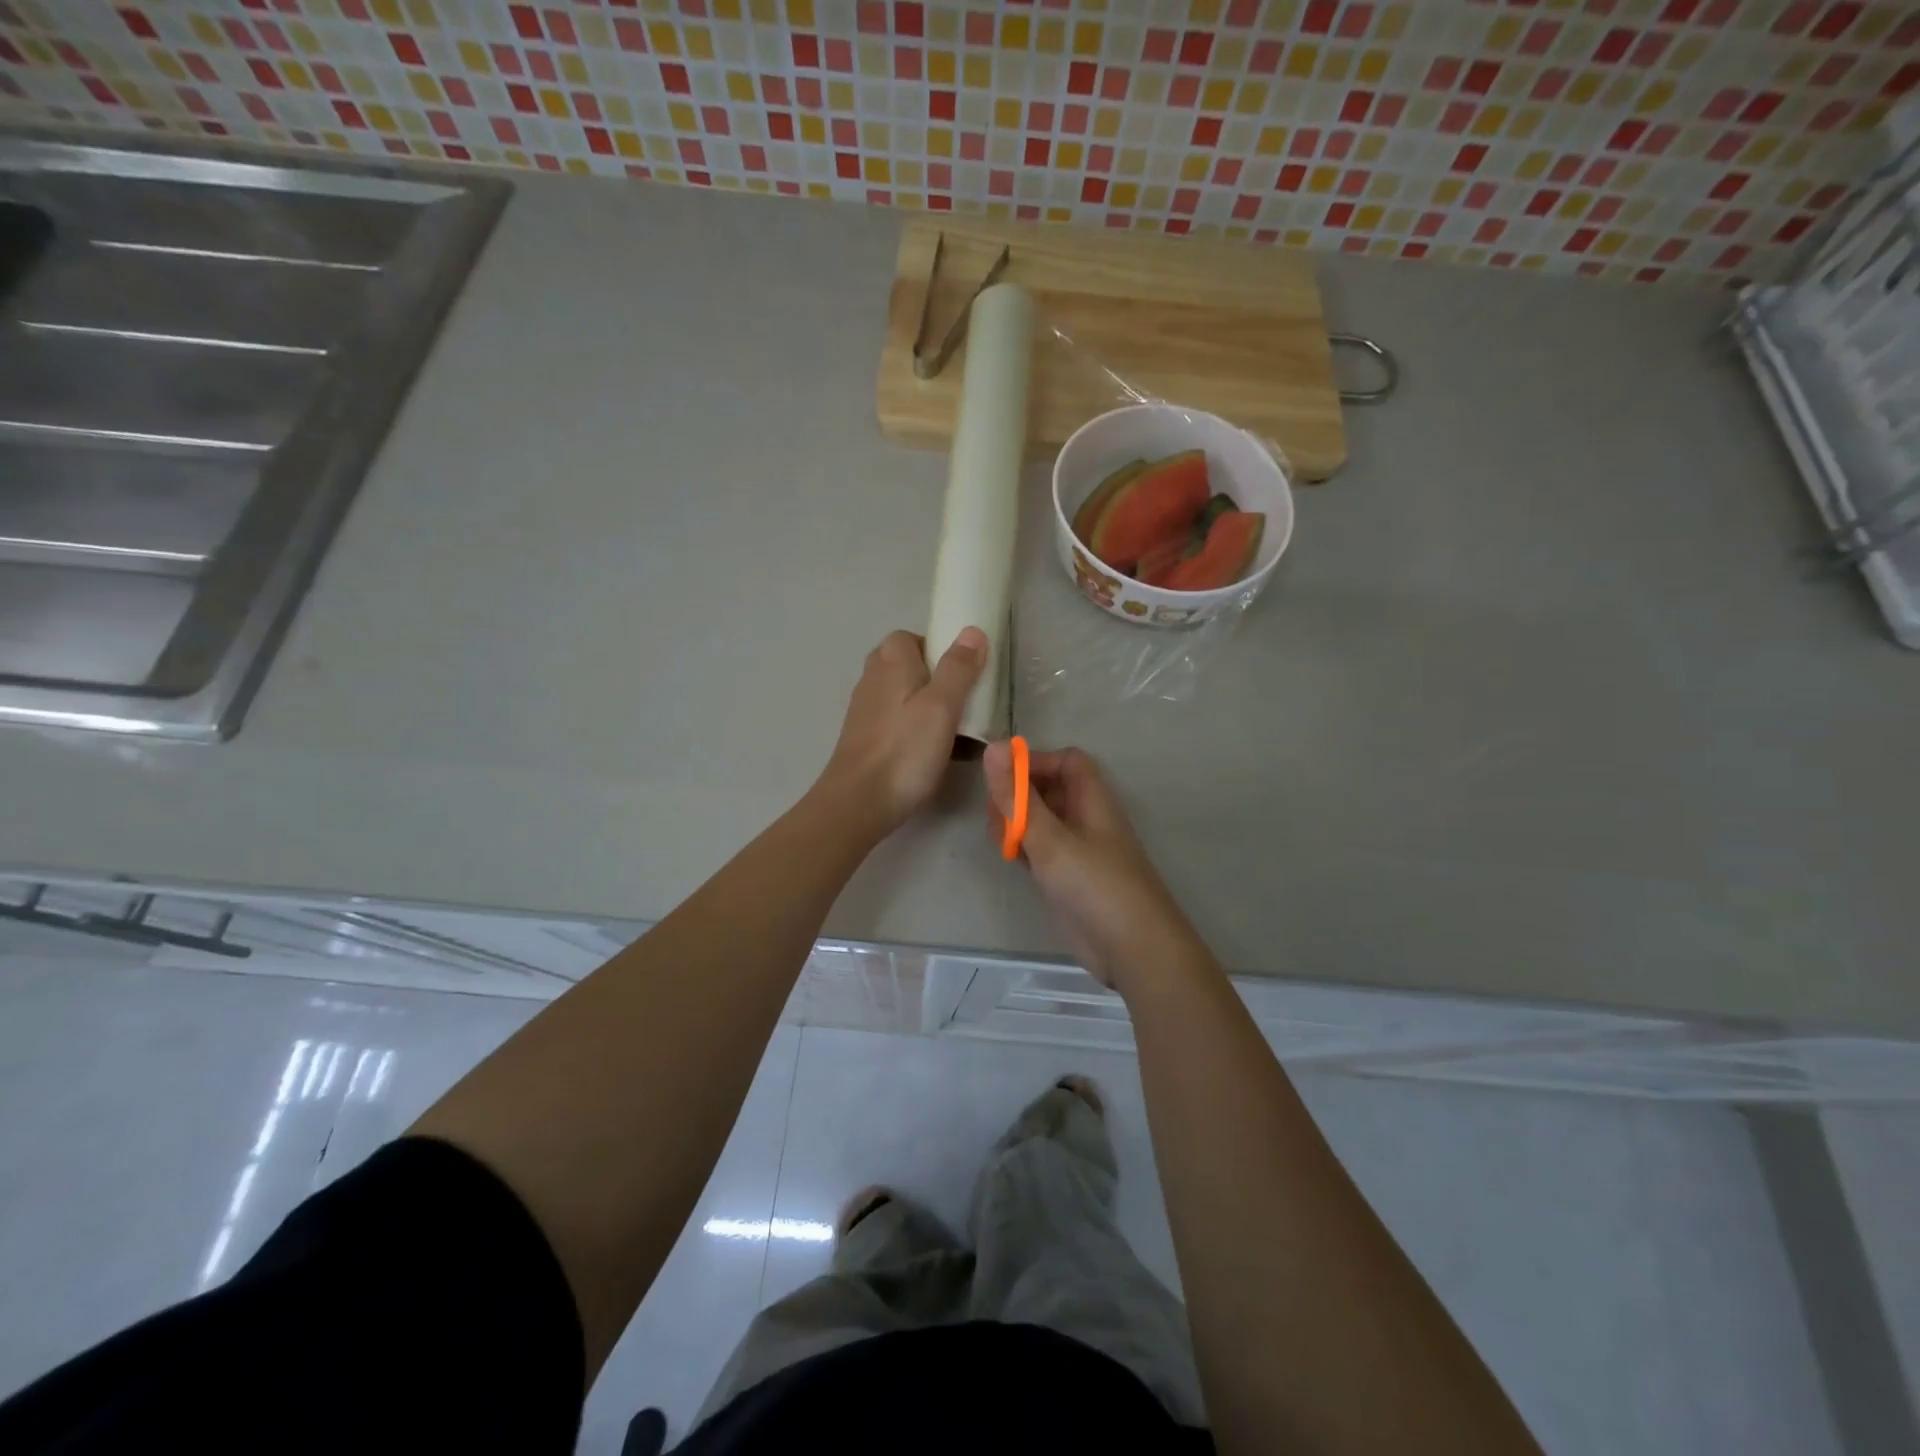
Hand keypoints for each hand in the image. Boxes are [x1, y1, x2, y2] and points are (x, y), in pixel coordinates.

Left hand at [817, 627, 986, 836]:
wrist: (859, 802)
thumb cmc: (905, 751)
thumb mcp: (942, 706)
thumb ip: (958, 667)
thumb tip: (972, 631)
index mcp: (891, 662)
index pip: (913, 637)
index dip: (940, 649)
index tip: (964, 674)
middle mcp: (873, 678)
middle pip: (909, 667)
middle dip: (937, 680)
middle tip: (962, 703)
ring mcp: (866, 710)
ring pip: (903, 696)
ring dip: (928, 708)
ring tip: (954, 732)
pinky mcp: (865, 738)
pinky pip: (897, 723)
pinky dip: (915, 730)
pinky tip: (931, 754)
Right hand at [984, 741, 1195, 992]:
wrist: (1132, 949)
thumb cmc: (1095, 884)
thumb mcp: (1050, 838)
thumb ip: (1018, 797)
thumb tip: (992, 747)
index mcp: (1091, 800)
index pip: (1065, 761)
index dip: (1035, 762)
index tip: (1002, 778)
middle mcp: (1085, 819)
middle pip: (1049, 789)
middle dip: (1018, 794)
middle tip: (996, 814)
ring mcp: (1076, 850)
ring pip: (1041, 821)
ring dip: (1016, 822)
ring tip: (1000, 839)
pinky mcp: (1067, 878)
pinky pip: (1039, 849)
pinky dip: (1022, 847)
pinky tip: (1009, 858)